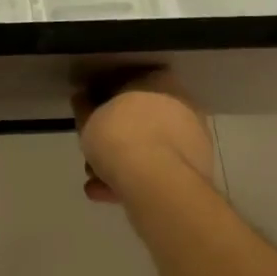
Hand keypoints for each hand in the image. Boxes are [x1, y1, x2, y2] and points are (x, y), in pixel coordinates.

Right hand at [72, 64, 214, 203]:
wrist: (157, 182)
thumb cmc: (120, 137)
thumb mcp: (89, 119)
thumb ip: (84, 109)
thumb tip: (82, 101)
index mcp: (159, 81)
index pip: (127, 84)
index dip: (103, 102)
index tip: (88, 118)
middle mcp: (180, 105)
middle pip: (139, 121)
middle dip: (113, 139)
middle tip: (92, 153)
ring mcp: (191, 140)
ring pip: (148, 149)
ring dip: (120, 164)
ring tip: (94, 181)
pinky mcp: (194, 173)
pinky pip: (157, 172)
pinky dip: (135, 180)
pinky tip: (108, 194)